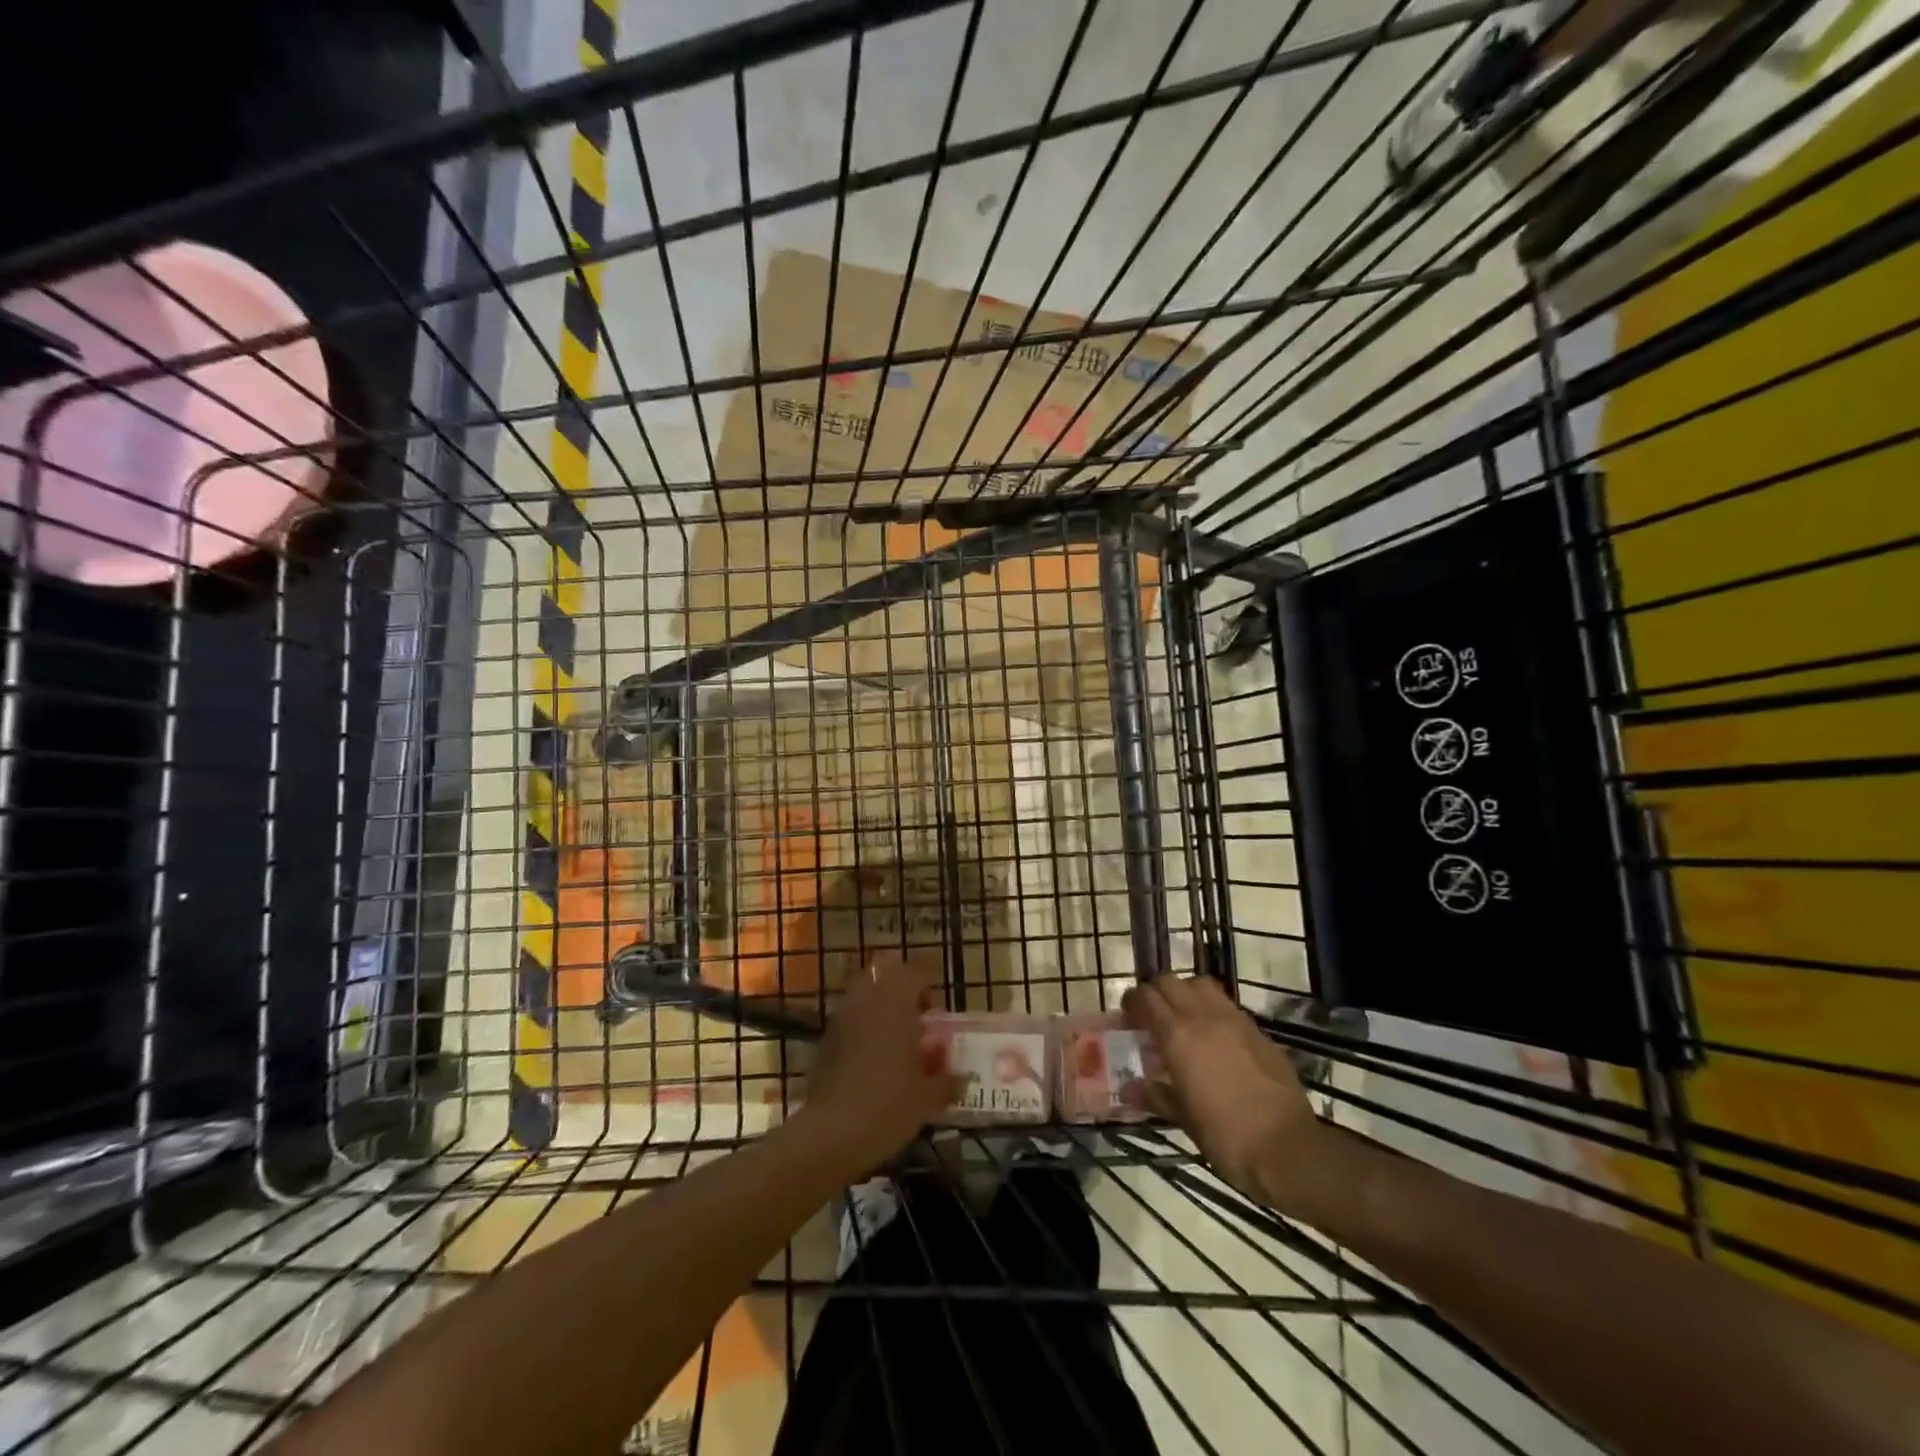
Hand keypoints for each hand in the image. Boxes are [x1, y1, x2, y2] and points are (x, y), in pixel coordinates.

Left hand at [801, 951, 963, 1169]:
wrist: (831, 1134)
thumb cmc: (888, 1105)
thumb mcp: (928, 1098)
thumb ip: (947, 1081)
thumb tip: (962, 1078)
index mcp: (896, 1002)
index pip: (915, 971)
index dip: (929, 983)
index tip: (937, 1008)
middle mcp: (867, 1000)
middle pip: (883, 971)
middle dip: (900, 985)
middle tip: (915, 1014)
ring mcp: (841, 1017)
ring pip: (862, 993)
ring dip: (879, 1005)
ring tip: (894, 1036)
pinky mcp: (824, 1040)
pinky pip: (848, 1019)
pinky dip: (861, 1027)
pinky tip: (871, 1058)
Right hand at [1121, 975, 1324, 1213]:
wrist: (1288, 1148)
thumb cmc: (1226, 1136)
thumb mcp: (1184, 1119)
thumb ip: (1155, 1096)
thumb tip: (1128, 1089)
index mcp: (1177, 1036)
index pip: (1146, 998)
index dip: (1132, 1002)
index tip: (1127, 1016)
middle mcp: (1203, 1017)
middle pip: (1170, 981)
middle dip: (1155, 992)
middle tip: (1151, 1015)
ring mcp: (1234, 1019)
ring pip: (1201, 984)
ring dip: (1185, 992)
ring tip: (1182, 1018)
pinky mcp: (1258, 1030)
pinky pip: (1227, 1005)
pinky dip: (1212, 1009)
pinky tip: (1214, 1037)